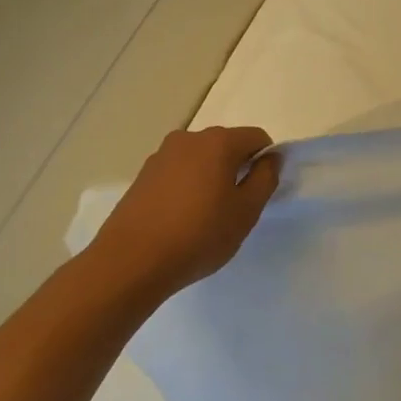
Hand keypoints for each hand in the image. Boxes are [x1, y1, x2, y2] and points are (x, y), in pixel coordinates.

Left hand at [83, 126, 280, 298]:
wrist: (130, 263)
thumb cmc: (198, 235)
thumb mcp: (246, 211)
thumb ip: (266, 178)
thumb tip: (271, 158)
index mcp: (218, 142)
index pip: (257, 137)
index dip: (266, 161)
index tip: (260, 192)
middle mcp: (189, 139)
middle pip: (227, 145)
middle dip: (237, 168)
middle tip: (236, 206)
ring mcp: (161, 156)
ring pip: (201, 159)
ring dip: (211, 177)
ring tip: (206, 215)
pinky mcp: (142, 176)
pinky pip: (178, 172)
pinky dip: (187, 186)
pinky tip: (181, 218)